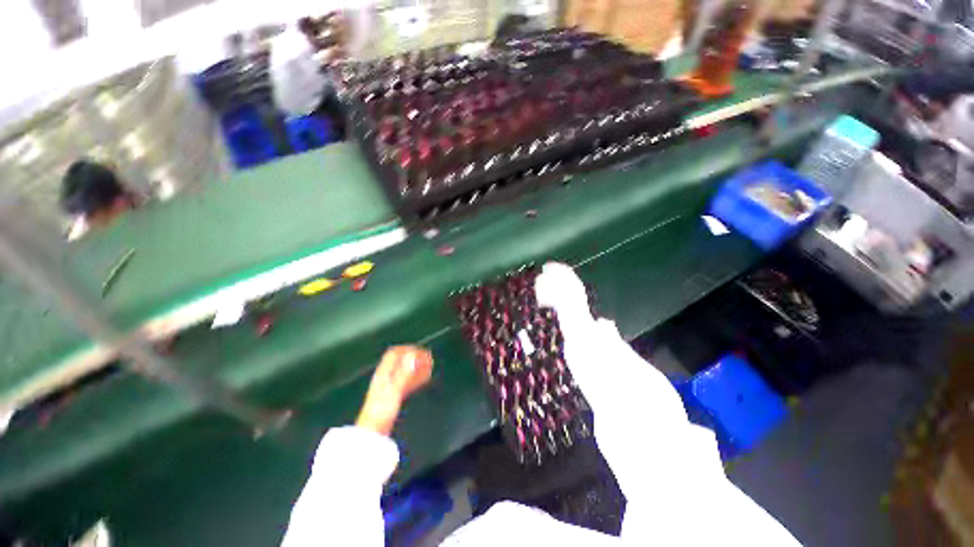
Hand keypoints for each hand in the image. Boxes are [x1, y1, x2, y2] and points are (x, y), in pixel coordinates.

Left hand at [356, 346, 432, 435]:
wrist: (373, 433)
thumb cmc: (381, 412)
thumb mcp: (394, 390)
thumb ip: (404, 373)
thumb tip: (413, 356)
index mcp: (383, 374)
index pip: (394, 354)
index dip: (408, 349)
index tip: (421, 351)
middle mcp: (385, 378)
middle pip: (400, 362)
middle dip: (415, 357)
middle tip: (428, 358)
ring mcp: (389, 388)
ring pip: (404, 372)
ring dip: (417, 367)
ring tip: (429, 366)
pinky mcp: (393, 398)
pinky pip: (406, 382)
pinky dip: (416, 378)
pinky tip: (423, 380)